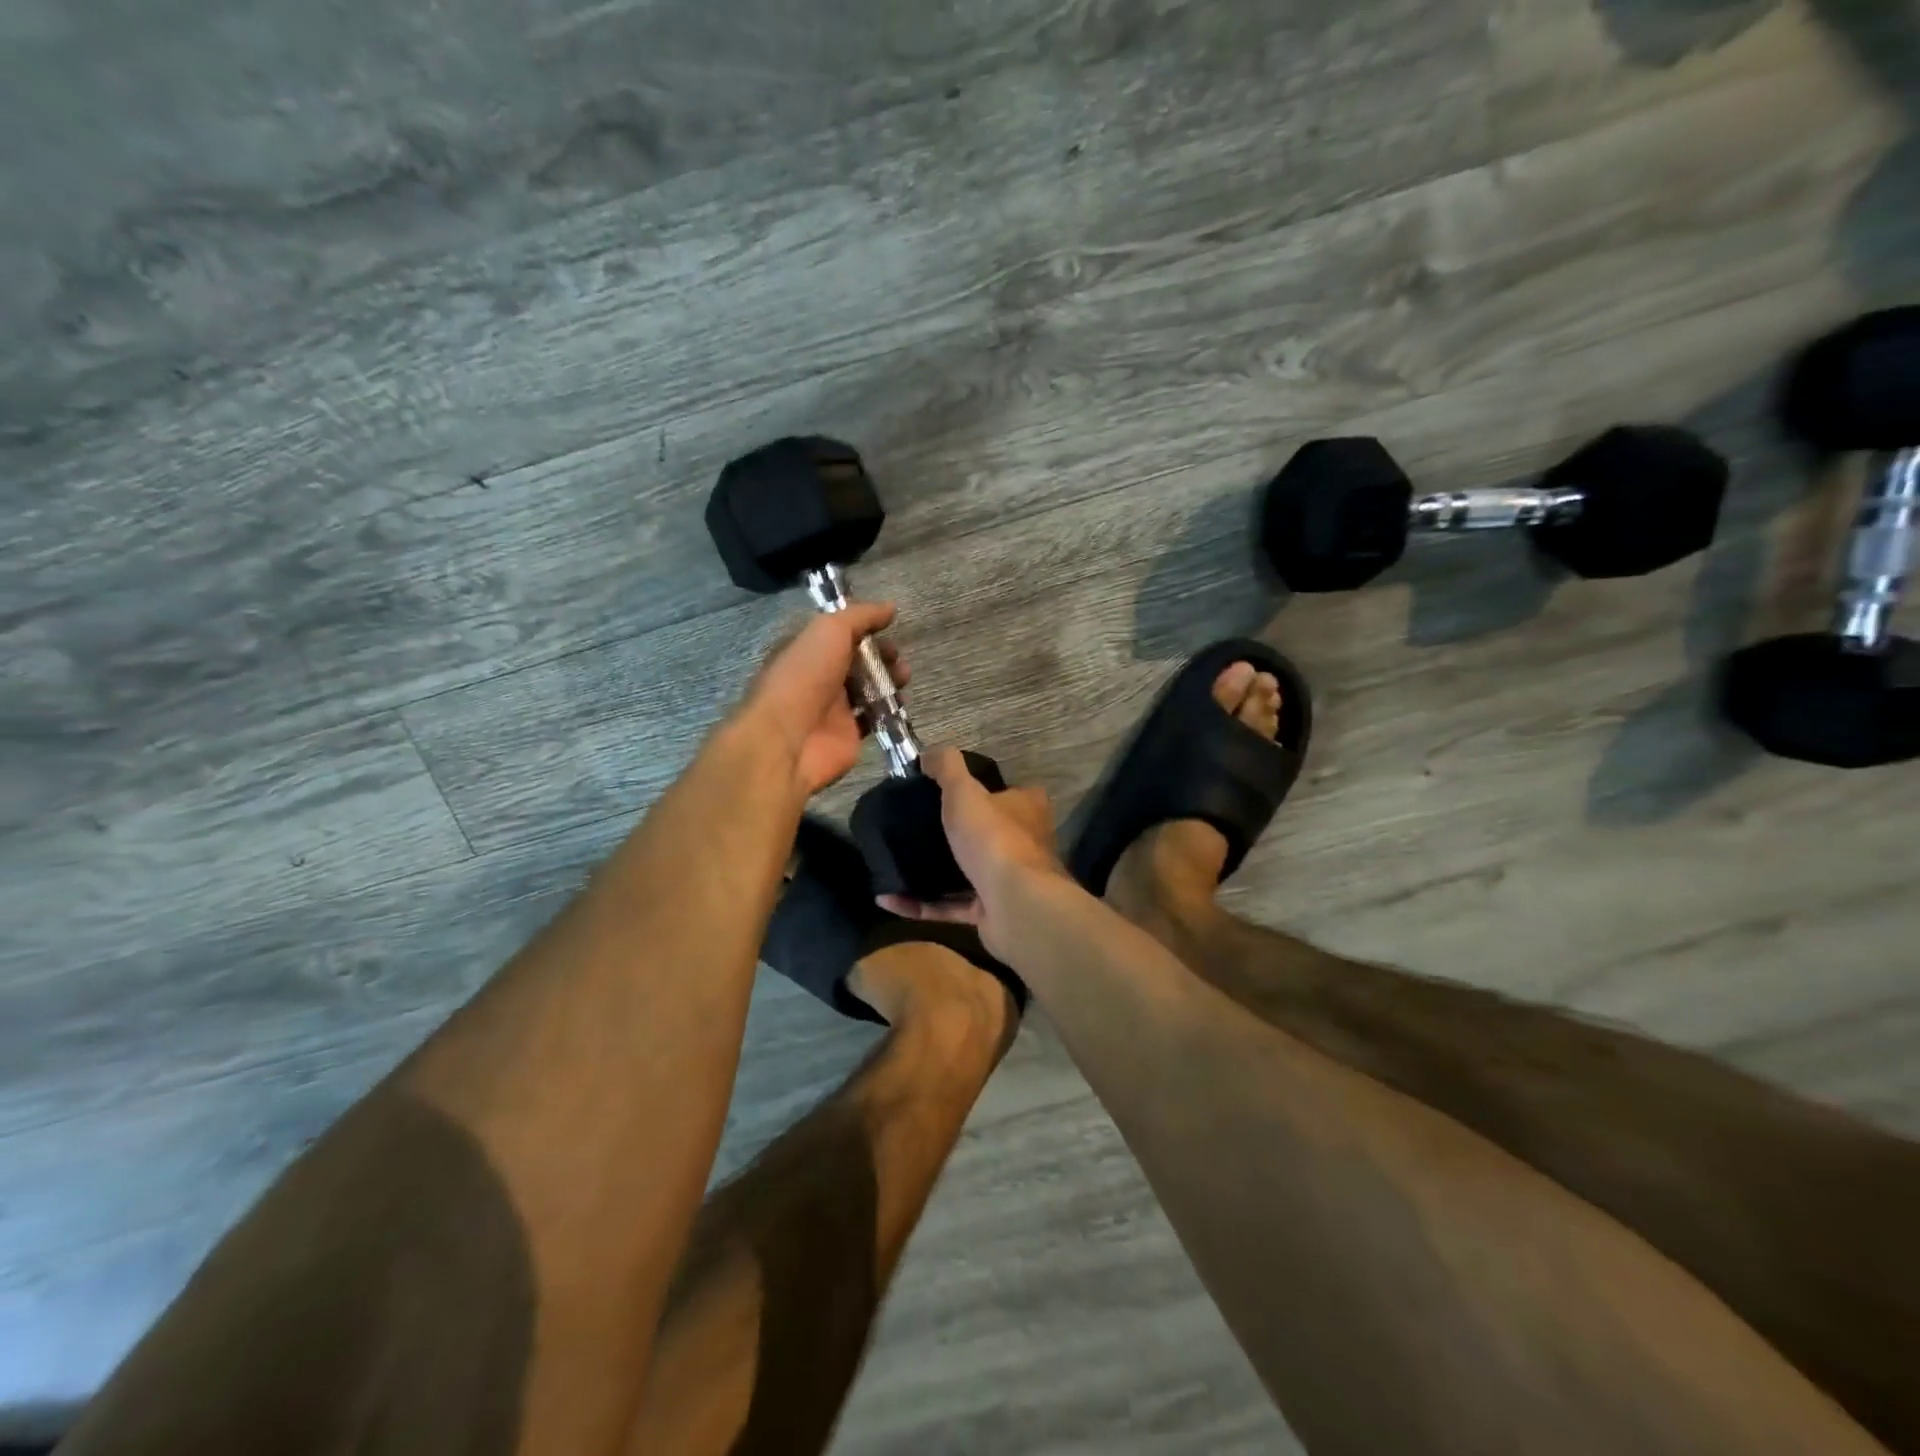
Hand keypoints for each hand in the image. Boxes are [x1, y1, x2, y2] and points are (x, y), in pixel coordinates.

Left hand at [737, 601, 907, 798]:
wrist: (789, 739)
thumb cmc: (804, 676)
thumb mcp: (830, 630)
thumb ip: (860, 616)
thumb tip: (890, 607)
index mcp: (807, 649)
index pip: (838, 633)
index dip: (863, 628)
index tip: (887, 626)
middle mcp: (817, 676)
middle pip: (856, 660)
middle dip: (881, 655)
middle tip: (897, 656)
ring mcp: (832, 707)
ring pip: (867, 688)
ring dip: (889, 679)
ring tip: (904, 676)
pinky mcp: (847, 734)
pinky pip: (873, 717)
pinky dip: (889, 709)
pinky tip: (901, 702)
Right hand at [877, 746, 1067, 957]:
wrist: (1015, 906)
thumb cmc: (993, 839)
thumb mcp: (964, 791)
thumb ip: (946, 767)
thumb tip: (928, 754)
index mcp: (1026, 809)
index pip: (1006, 792)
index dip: (979, 790)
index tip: (941, 792)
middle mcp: (1023, 843)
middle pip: (985, 833)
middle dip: (953, 833)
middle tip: (912, 826)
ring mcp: (1006, 882)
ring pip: (965, 872)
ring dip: (932, 871)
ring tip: (896, 861)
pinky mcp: (989, 913)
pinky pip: (949, 906)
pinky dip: (920, 904)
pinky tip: (888, 898)